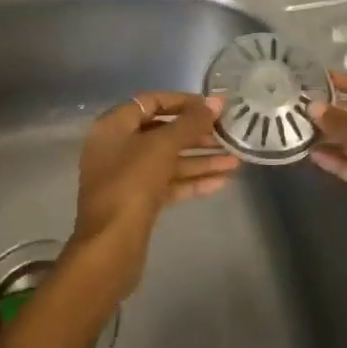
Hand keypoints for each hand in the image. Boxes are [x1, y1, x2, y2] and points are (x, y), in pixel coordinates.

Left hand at [64, 92, 236, 305]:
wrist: (110, 247)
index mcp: (113, 126)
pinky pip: (168, 184)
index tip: (212, 106)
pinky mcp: (138, 203)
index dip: (183, 101)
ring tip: (236, 161)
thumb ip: (190, 123)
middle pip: (161, 132)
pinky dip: (192, 181)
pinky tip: (222, 182)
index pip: (151, 102)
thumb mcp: (162, 146)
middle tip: (228, 134)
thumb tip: (216, 100)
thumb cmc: (132, 184)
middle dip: (196, 134)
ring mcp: (126, 177)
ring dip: (200, 160)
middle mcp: (117, 148)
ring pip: (168, 161)